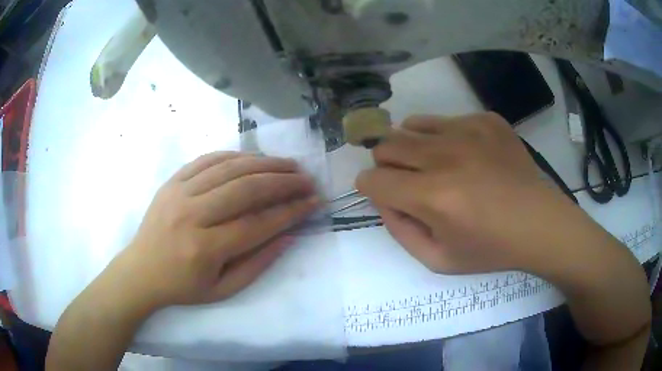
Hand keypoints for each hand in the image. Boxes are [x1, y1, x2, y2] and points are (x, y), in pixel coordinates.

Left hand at [108, 152, 319, 309]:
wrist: (141, 271)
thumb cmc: (183, 286)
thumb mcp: (223, 290)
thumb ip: (258, 264)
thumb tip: (290, 235)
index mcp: (204, 249)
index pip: (258, 223)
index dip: (291, 211)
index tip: (314, 202)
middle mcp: (191, 215)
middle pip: (246, 189)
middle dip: (283, 182)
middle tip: (306, 179)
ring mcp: (179, 192)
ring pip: (229, 168)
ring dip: (265, 163)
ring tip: (288, 165)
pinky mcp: (172, 181)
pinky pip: (208, 159)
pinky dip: (235, 156)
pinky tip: (254, 158)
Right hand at [356, 113, 599, 275]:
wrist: (539, 223)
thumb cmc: (491, 248)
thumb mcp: (438, 260)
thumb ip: (400, 231)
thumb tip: (384, 199)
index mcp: (433, 197)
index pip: (373, 180)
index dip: (370, 188)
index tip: (384, 194)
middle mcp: (446, 156)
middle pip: (386, 146)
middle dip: (386, 165)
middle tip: (407, 180)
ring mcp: (468, 131)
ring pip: (411, 125)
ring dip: (411, 146)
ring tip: (431, 163)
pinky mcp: (486, 120)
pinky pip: (446, 120)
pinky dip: (443, 136)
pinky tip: (463, 154)